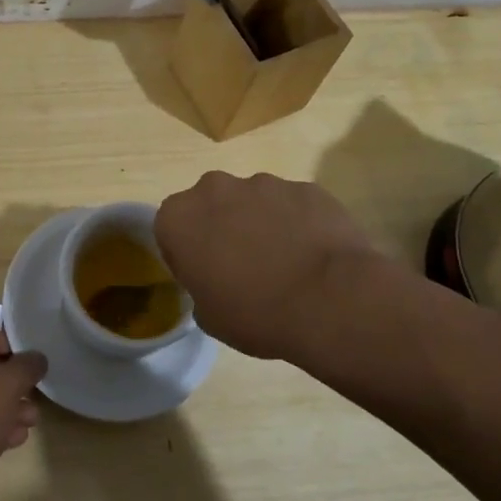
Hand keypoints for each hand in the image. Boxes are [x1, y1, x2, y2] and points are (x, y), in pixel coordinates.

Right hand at [155, 172, 381, 362]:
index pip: (170, 229)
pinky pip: (292, 205)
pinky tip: (312, 254)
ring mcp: (264, 183)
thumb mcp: (209, 317)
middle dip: (221, 226)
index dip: (186, 253)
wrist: (331, 301)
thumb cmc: (256, 313)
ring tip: (285, 262)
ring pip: (253, 200)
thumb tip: (217, 281)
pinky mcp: (305, 187)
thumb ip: (201, 287)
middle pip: (210, 204)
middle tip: (242, 266)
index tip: (204, 276)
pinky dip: (297, 223)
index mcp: (179, 218)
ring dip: (260, 222)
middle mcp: (214, 188)